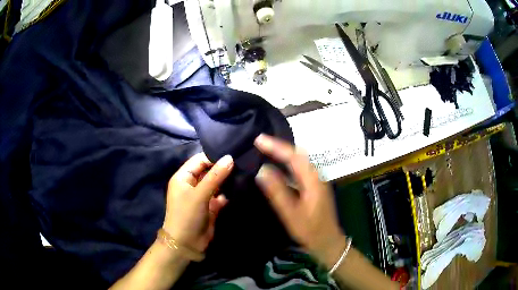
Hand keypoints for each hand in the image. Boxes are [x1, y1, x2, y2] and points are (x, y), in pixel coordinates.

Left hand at [162, 153, 233, 253]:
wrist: (187, 243)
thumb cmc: (187, 215)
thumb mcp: (199, 194)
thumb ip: (215, 176)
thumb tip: (230, 158)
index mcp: (184, 177)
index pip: (200, 160)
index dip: (214, 156)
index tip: (233, 153)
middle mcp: (192, 184)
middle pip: (209, 170)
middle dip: (223, 167)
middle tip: (242, 161)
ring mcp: (202, 195)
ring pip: (217, 183)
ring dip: (228, 180)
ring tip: (244, 172)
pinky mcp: (211, 206)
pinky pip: (221, 195)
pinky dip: (228, 193)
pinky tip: (239, 189)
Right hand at [254, 134, 345, 267]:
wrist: (328, 241)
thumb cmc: (310, 230)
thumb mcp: (291, 213)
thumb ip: (277, 192)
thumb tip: (262, 170)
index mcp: (313, 180)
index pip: (293, 156)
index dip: (276, 146)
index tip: (258, 140)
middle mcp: (316, 176)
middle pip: (298, 154)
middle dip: (279, 145)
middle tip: (260, 142)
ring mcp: (317, 180)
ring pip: (300, 160)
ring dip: (284, 152)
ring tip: (267, 149)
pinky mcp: (315, 186)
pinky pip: (300, 168)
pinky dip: (289, 162)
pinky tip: (280, 165)